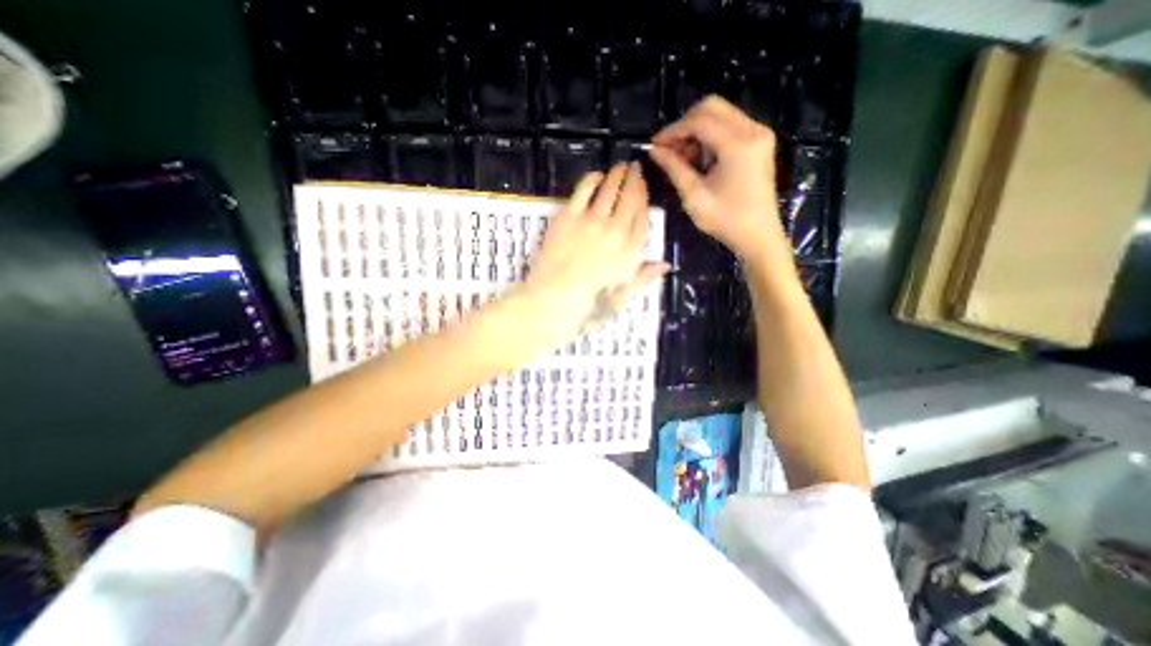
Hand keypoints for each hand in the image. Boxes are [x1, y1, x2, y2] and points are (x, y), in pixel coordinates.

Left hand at [521, 163, 671, 343]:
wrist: (556, 296)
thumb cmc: (590, 300)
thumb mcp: (622, 293)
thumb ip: (643, 277)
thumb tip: (663, 266)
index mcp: (630, 249)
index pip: (643, 215)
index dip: (644, 197)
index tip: (643, 188)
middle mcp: (616, 230)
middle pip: (630, 197)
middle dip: (634, 179)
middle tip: (634, 168)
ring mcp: (593, 220)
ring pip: (610, 189)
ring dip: (617, 174)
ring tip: (620, 166)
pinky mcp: (570, 215)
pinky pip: (584, 189)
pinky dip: (592, 179)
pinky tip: (596, 176)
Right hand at [645, 93, 792, 268]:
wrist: (759, 236)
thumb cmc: (726, 220)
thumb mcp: (694, 196)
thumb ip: (674, 168)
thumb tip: (654, 151)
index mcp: (738, 143)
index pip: (699, 121)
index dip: (673, 130)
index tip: (654, 145)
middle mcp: (752, 130)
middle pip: (712, 107)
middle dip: (685, 126)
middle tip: (669, 150)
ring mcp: (759, 134)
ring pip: (721, 115)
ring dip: (697, 132)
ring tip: (682, 159)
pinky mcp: (759, 143)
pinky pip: (730, 127)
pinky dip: (710, 137)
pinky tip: (699, 159)